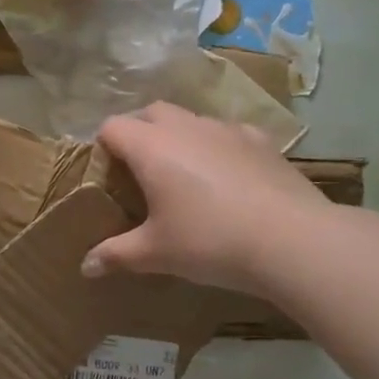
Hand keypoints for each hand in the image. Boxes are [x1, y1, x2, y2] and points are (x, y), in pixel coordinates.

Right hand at [81, 102, 343, 297]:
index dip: (103, 146)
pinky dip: (218, 146)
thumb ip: (117, 255)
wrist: (292, 240)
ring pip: (191, 119)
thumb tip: (86, 267)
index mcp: (151, 146)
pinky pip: (227, 133)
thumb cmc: (210, 241)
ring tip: (185, 175)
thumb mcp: (156, 253)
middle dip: (140, 133)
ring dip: (179, 137)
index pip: (112, 127)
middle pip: (150, 112)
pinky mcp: (260, 140)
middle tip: (141, 172)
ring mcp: (226, 129)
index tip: (107, 176)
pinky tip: (228, 177)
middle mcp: (185, 127)